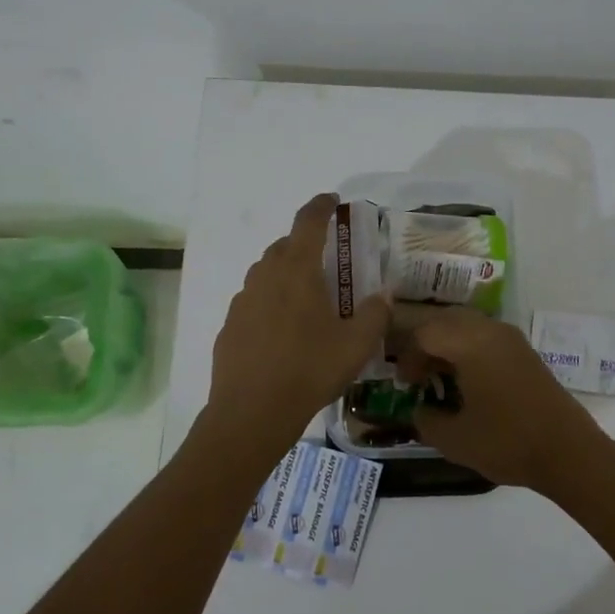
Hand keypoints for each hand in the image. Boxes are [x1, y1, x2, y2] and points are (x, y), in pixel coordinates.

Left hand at [205, 193, 390, 447]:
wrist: (252, 412)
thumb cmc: (309, 370)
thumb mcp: (356, 345)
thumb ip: (375, 313)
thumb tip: (385, 293)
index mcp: (297, 270)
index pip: (308, 222)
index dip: (321, 206)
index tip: (332, 201)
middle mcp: (266, 276)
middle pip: (285, 246)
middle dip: (306, 245)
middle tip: (328, 262)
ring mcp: (243, 300)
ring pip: (266, 273)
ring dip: (286, 273)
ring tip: (307, 298)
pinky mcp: (230, 325)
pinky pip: (254, 300)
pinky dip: (270, 302)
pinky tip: (283, 330)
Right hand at [400, 307, 610, 490]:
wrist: (568, 452)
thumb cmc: (507, 442)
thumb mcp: (454, 439)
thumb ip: (426, 420)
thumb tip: (421, 409)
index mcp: (470, 344)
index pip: (425, 334)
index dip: (408, 357)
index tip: (405, 385)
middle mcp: (491, 331)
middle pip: (446, 320)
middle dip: (425, 343)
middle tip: (418, 375)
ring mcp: (512, 339)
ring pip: (468, 325)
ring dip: (448, 344)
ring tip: (440, 377)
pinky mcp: (525, 352)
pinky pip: (486, 336)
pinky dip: (469, 349)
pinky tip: (467, 381)